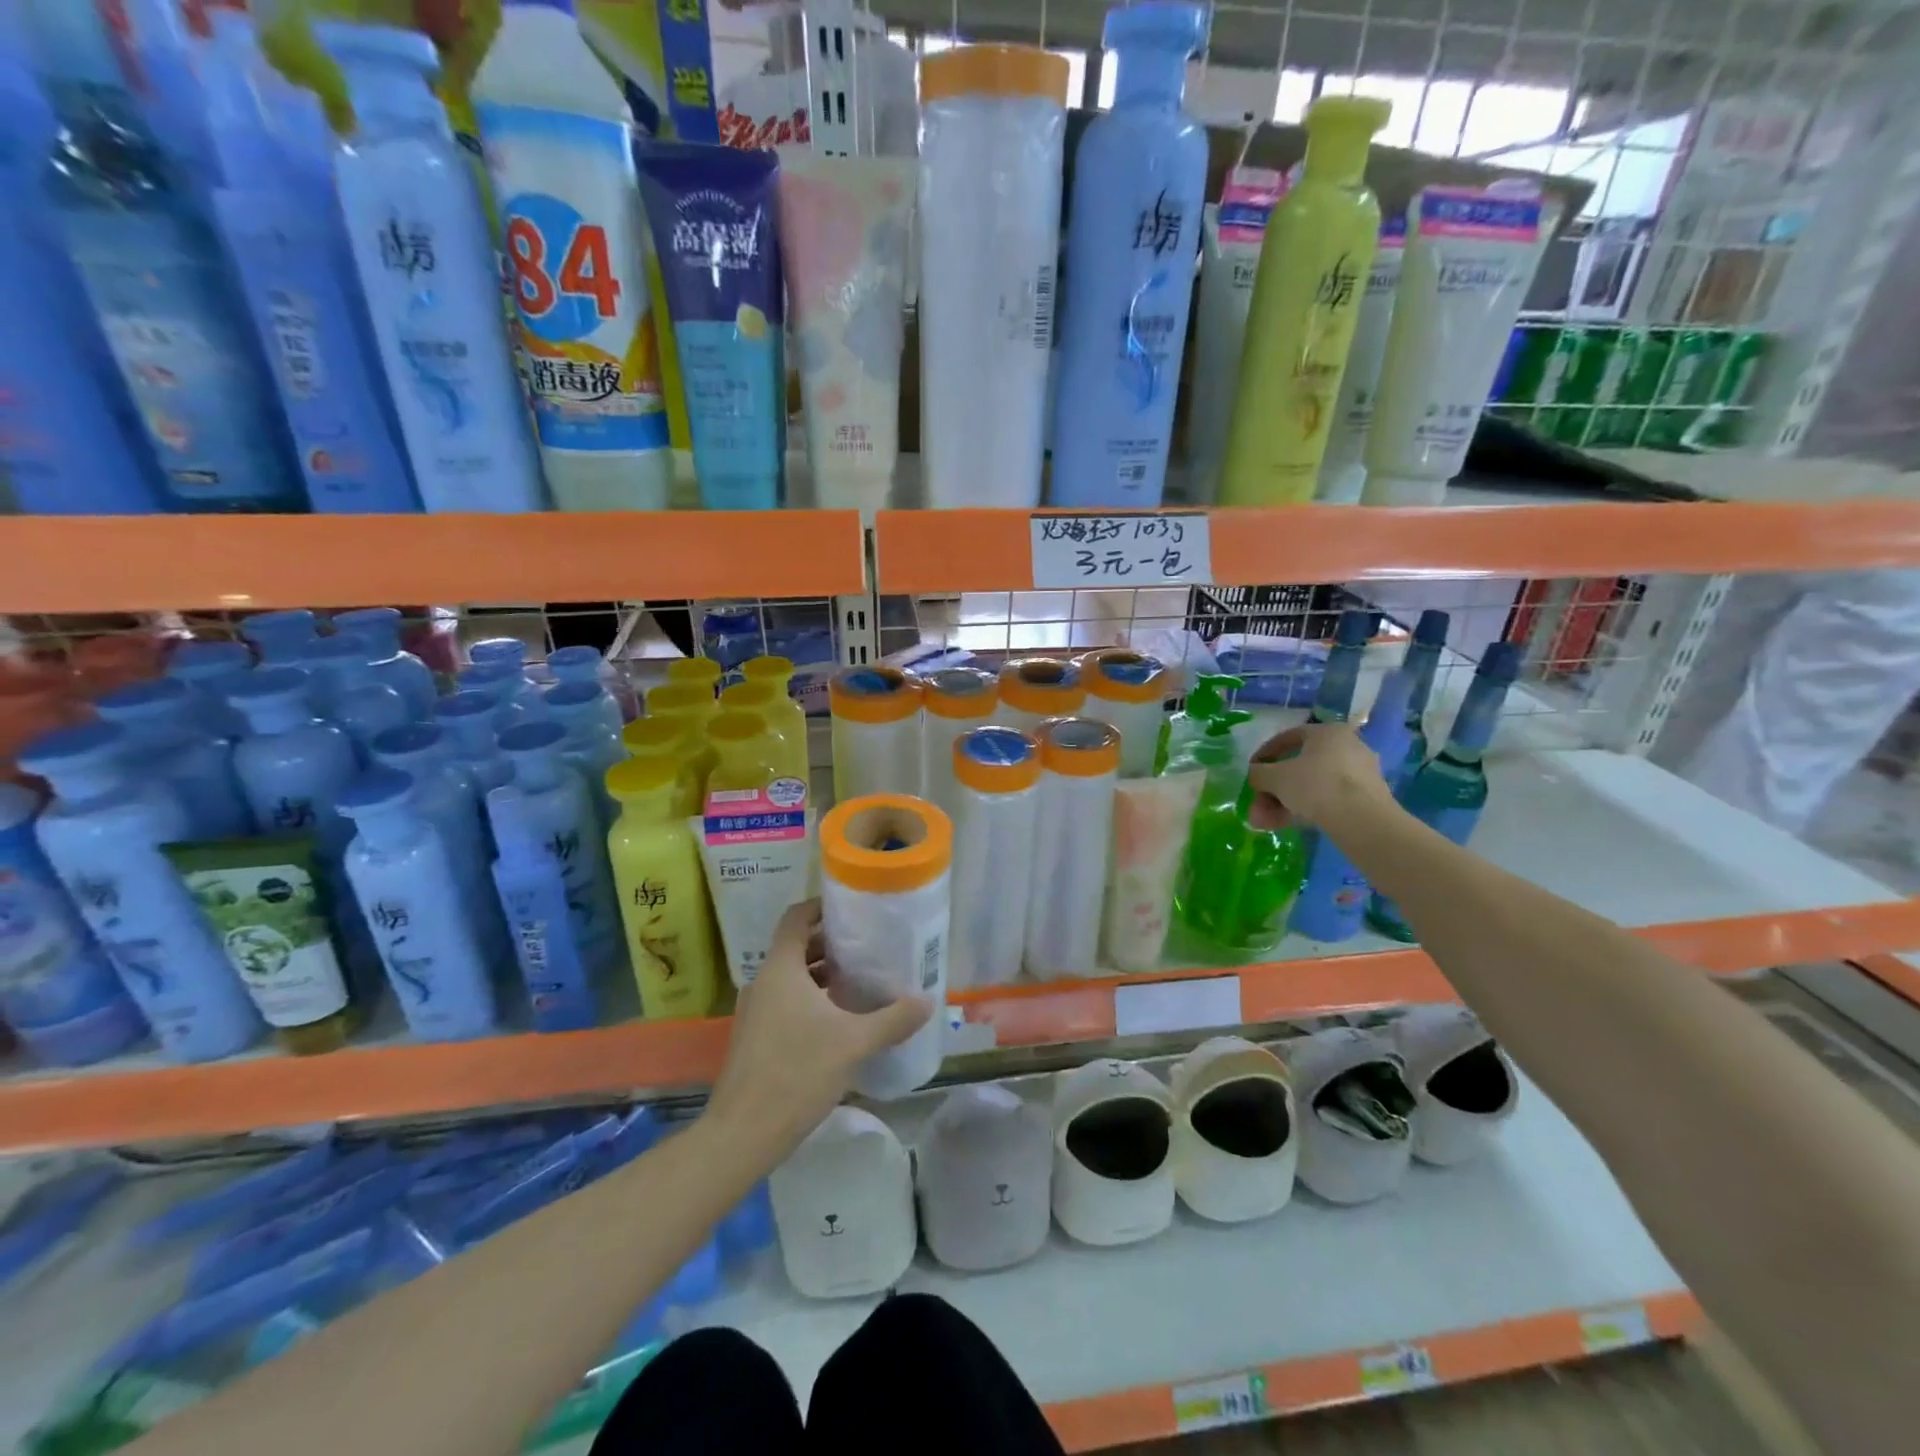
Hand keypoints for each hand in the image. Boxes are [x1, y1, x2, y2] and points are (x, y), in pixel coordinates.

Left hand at [704, 899, 931, 1161]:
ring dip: (822, 975)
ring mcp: (755, 1012)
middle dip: (831, 944)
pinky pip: (785, 1003)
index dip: (821, 907)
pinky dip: (811, 1000)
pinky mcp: (755, 1038)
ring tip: (860, 981)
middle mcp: (764, 982)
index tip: (852, 908)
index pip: (797, 918)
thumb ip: (893, 1019)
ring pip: (792, 978)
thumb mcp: (854, 1043)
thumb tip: (927, 1001)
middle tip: (869, 946)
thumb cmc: (797, 1073)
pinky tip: (840, 1021)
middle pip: (797, 947)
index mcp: (781, 969)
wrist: (742, 1135)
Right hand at [1245, 722, 1399, 831]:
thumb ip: (1258, 773)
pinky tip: (1288, 825)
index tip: (1251, 770)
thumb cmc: (1315, 786)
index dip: (1264, 754)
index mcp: (1328, 732)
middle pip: (1299, 767)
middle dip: (1273, 789)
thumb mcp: (1275, 778)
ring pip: (1312, 786)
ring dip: (1284, 803)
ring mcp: (1359, 774)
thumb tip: (1254, 774)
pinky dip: (1307, 809)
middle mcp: (1348, 747)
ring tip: (1266, 823)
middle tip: (1257, 806)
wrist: (1362, 821)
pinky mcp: (1367, 798)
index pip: (1288, 737)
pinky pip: (1328, 799)